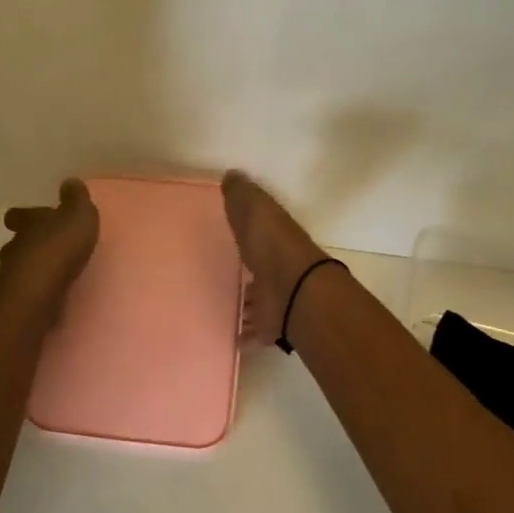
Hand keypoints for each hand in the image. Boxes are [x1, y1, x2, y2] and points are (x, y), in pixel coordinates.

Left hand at [0, 178, 99, 328]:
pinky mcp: (16, 304)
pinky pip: (27, 292)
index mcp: (27, 224)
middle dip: (33, 244)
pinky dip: (37, 291)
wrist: (36, 298)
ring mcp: (11, 279)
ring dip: (35, 269)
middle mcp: (14, 248)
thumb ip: (76, 200)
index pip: (20, 215)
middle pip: (19, 243)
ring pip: (21, 269)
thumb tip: (70, 182)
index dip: (27, 216)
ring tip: (56, 274)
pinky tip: (52, 295)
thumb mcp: (77, 217)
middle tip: (52, 247)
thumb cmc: (58, 251)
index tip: (38, 217)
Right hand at [220, 170, 330, 346]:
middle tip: (218, 278)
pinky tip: (226, 337)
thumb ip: (242, 194)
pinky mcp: (272, 326)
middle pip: (258, 270)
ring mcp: (276, 299)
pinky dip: (243, 335)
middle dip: (243, 274)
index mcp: (274, 238)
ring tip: (218, 308)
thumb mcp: (255, 208)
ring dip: (243, 305)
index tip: (227, 236)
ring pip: (256, 302)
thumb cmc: (272, 245)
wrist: (295, 292)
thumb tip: (232, 175)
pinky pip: (253, 332)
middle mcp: (277, 269)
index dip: (246, 233)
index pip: (259, 233)